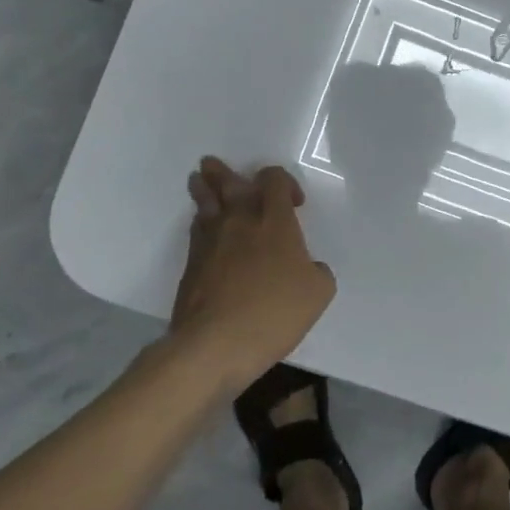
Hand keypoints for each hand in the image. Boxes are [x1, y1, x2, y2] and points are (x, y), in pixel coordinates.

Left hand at [165, 158, 337, 390]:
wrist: (214, 344)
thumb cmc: (273, 313)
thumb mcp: (318, 293)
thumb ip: (317, 272)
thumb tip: (308, 267)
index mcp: (275, 222)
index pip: (273, 181)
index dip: (283, 182)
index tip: (294, 203)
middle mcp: (240, 222)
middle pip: (228, 184)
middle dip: (224, 173)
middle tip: (214, 164)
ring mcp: (210, 242)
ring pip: (205, 204)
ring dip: (204, 189)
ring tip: (199, 180)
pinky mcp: (191, 265)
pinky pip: (196, 231)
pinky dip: (200, 222)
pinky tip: (202, 226)